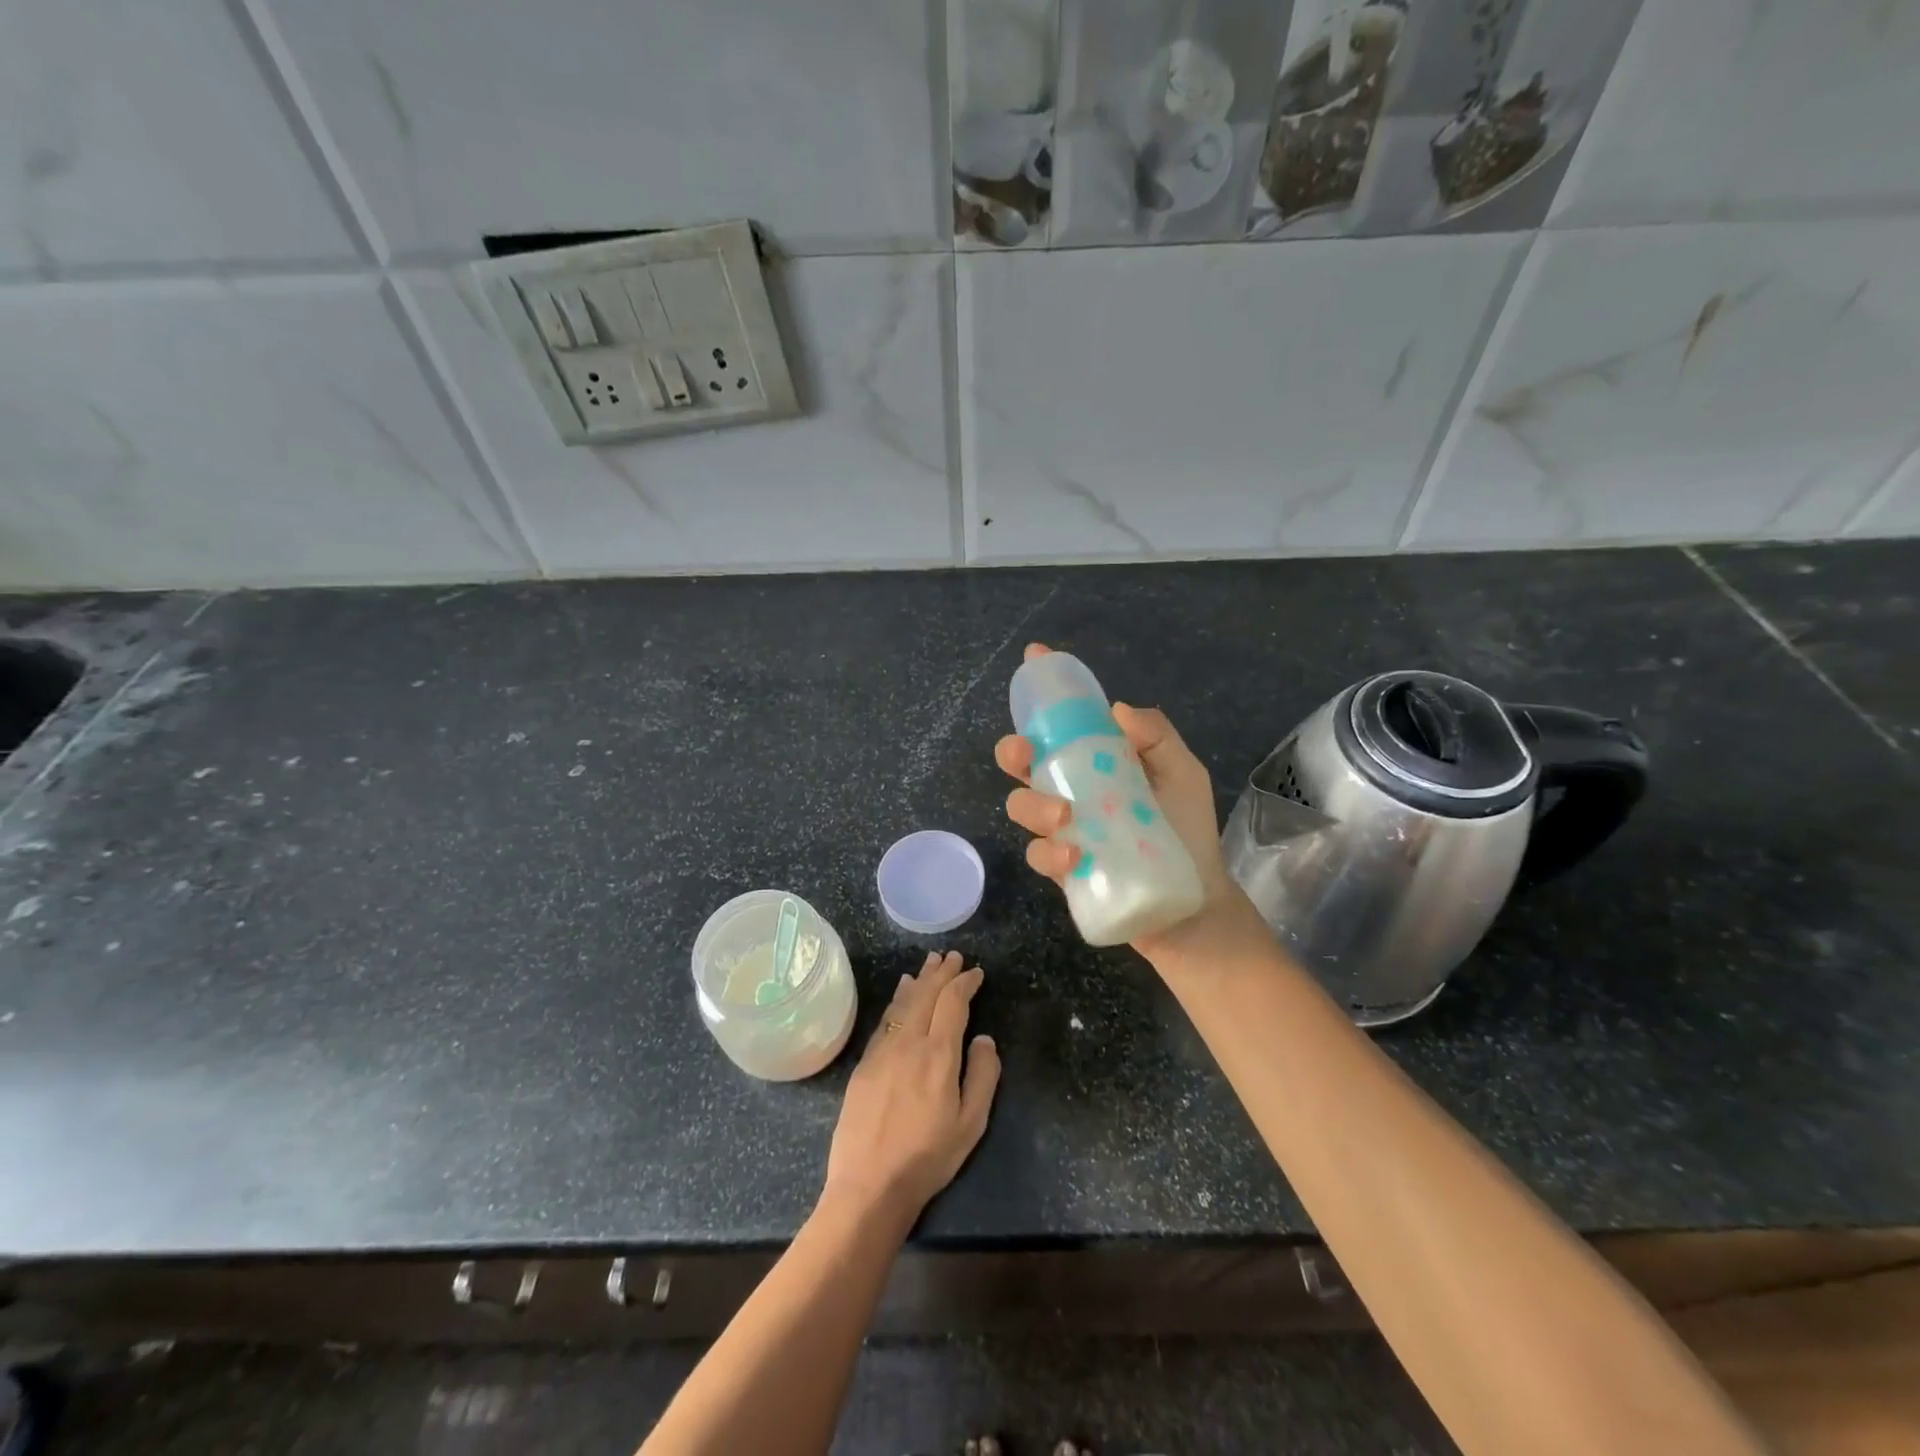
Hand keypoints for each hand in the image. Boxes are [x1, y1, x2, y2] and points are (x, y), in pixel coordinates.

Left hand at [823, 951, 1000, 1226]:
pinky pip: (886, 1020)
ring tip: (929, 964)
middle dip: (942, 973)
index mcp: (938, 1054)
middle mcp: (909, 1042)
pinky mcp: (865, 1063)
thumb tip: (983, 1038)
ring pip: (904, 1003)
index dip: (965, 983)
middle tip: (953, 956)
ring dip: (919, 980)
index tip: (976, 972)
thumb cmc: (928, 1156)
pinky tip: (901, 993)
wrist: (870, 1184)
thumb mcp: (971, 1123)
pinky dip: (897, 1000)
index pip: (953, 1003)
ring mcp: (883, 1050)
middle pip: (926, 995)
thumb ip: (983, 1075)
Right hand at [995, 643, 1269, 974]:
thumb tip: (1116, 709)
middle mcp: (1074, 789)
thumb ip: (1158, 738)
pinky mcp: (1061, 868)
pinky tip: (1074, 856)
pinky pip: (1037, 854)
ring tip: (1065, 817)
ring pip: (1021, 807)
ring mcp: (1064, 829)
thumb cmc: (1188, 831)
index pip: (1065, 722)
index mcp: (1099, 761)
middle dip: (1013, 751)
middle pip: (1025, 762)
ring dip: (1033, 806)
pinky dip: (1049, 852)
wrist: (1192, 903)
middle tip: (1022, 753)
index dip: (1046, 692)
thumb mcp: (1184, 775)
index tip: (1034, 657)